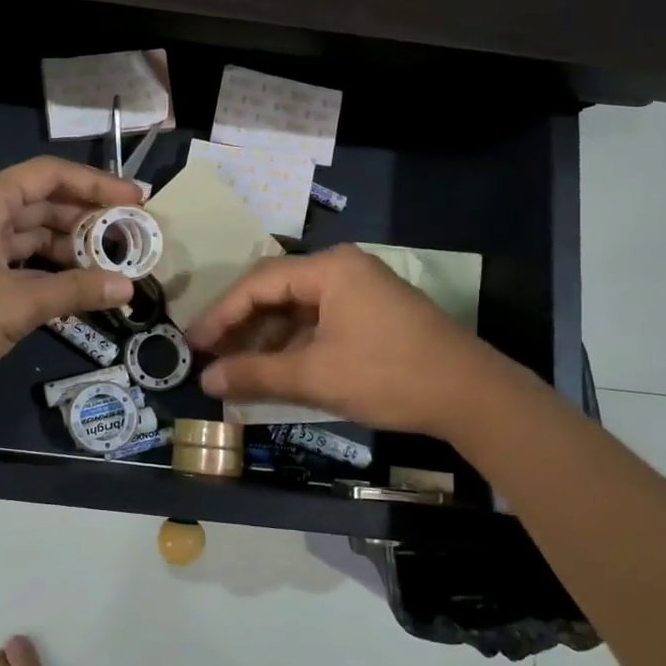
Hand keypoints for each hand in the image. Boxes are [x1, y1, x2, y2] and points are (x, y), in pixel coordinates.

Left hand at [0, 158, 143, 398]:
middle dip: (88, 219)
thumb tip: (128, 287)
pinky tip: (79, 285)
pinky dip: (48, 270)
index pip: (50, 175)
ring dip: (70, 248)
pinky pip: (19, 260)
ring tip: (114, 264)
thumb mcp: (18, 304)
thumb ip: (75, 291)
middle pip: (44, 203)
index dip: (96, 183)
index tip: (135, 199)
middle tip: (133, 236)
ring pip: (32, 234)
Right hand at [187, 244, 488, 436]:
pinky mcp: (372, 314)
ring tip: (236, 368)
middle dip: (240, 325)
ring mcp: (360, 291)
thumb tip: (205, 381)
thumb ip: (255, 374)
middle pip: (275, 292)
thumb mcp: (315, 376)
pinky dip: (293, 345)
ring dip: (265, 338)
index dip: (220, 315)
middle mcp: (342, 269)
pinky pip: (318, 322)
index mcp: (329, 269)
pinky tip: (275, 370)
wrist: (472, 396)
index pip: (258, 283)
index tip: (192, 343)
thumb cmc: (389, 375)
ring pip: (297, 309)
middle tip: (209, 356)